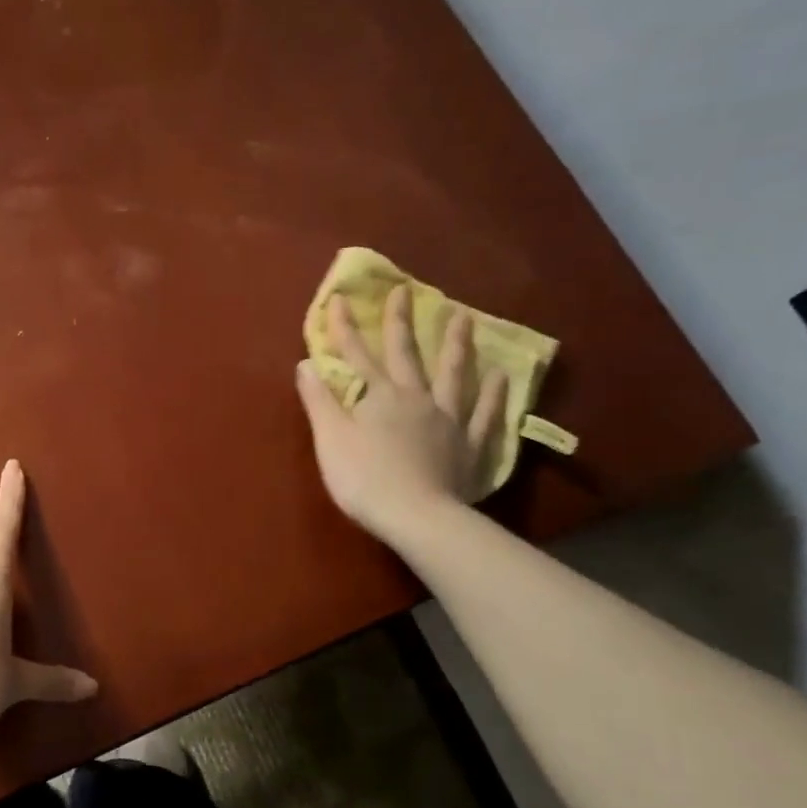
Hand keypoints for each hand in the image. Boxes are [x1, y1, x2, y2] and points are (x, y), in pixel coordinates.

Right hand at [295, 287, 506, 542]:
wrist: (416, 516)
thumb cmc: (363, 478)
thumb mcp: (330, 438)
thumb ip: (319, 400)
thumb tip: (306, 363)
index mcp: (378, 397)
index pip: (356, 355)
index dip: (345, 328)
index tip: (340, 298)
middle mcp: (414, 398)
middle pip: (406, 355)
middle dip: (400, 322)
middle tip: (404, 291)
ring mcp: (447, 420)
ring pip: (453, 375)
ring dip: (455, 346)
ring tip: (463, 318)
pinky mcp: (470, 446)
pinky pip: (484, 415)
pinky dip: (493, 395)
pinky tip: (501, 376)